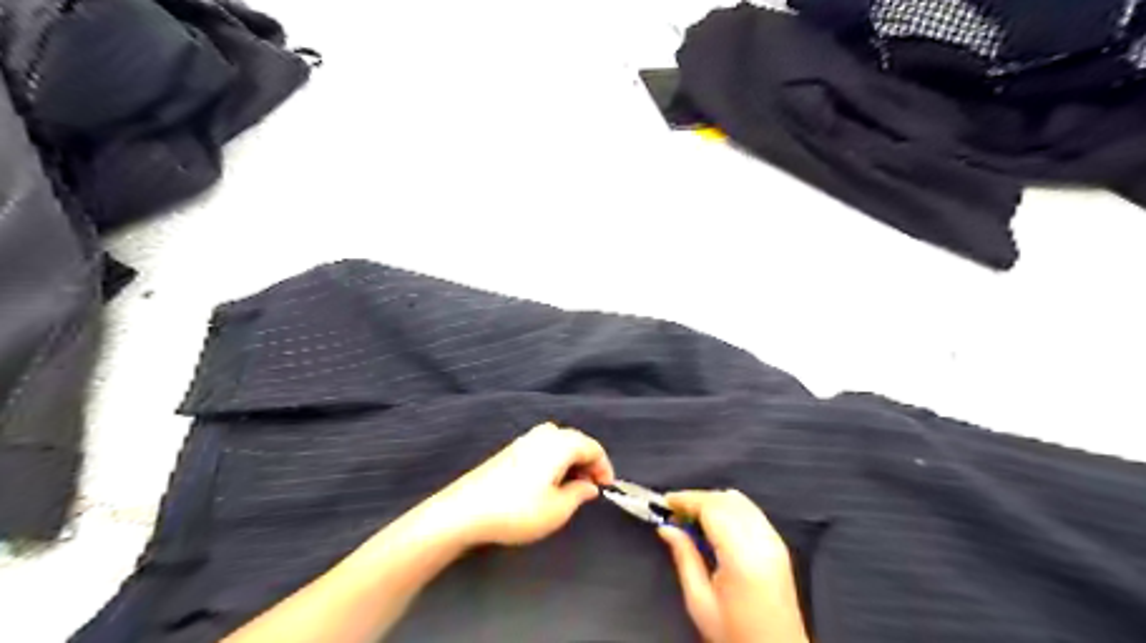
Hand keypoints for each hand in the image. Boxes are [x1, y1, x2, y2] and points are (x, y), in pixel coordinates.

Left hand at [422, 421, 617, 548]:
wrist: (465, 510)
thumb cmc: (518, 510)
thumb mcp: (557, 510)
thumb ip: (579, 494)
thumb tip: (589, 485)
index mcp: (560, 443)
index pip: (593, 447)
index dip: (604, 466)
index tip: (607, 487)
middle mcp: (544, 434)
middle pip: (576, 441)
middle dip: (588, 462)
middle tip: (591, 487)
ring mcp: (524, 440)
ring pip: (558, 443)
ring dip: (570, 461)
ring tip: (571, 486)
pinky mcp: (510, 450)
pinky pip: (543, 448)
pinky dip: (554, 461)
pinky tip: (548, 482)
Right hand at [659, 490, 808, 638]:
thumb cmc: (735, 634)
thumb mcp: (700, 602)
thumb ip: (684, 558)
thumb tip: (666, 528)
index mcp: (742, 556)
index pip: (712, 508)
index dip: (686, 499)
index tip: (665, 502)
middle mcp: (762, 541)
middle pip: (726, 500)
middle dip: (698, 498)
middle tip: (674, 512)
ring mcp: (774, 541)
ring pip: (740, 501)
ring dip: (713, 501)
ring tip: (691, 517)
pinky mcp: (779, 545)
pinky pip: (751, 511)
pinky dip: (730, 507)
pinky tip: (715, 522)